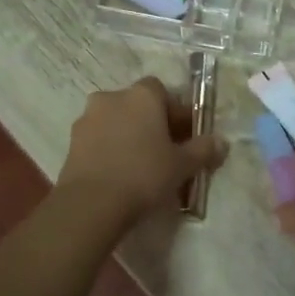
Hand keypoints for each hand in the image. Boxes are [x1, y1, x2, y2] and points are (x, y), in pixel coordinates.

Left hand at [57, 77, 226, 225]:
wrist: (92, 203)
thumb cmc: (144, 175)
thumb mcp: (182, 165)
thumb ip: (203, 150)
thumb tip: (222, 142)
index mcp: (142, 96)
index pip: (163, 92)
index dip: (176, 112)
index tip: (185, 136)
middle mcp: (112, 98)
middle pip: (138, 105)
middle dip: (152, 123)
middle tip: (166, 151)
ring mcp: (88, 118)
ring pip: (117, 121)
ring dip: (129, 135)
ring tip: (141, 165)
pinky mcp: (72, 141)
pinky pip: (99, 138)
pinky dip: (111, 148)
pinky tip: (120, 173)